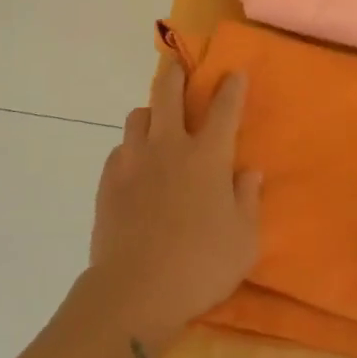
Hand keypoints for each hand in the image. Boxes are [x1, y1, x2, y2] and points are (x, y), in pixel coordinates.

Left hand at [83, 58, 261, 356]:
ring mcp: (134, 161)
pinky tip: (136, 166)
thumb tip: (248, 172)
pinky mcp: (108, 181)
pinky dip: (131, 149)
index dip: (231, 87)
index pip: (224, 108)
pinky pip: (120, 149)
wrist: (135, 290)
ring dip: (150, 112)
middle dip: (176, 73)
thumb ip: (247, 200)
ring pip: (138, 115)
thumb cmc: (200, 265)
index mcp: (207, 156)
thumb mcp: (243, 240)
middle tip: (178, 66)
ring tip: (157, 123)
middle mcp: (169, 147)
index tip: (234, 73)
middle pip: (168, 92)